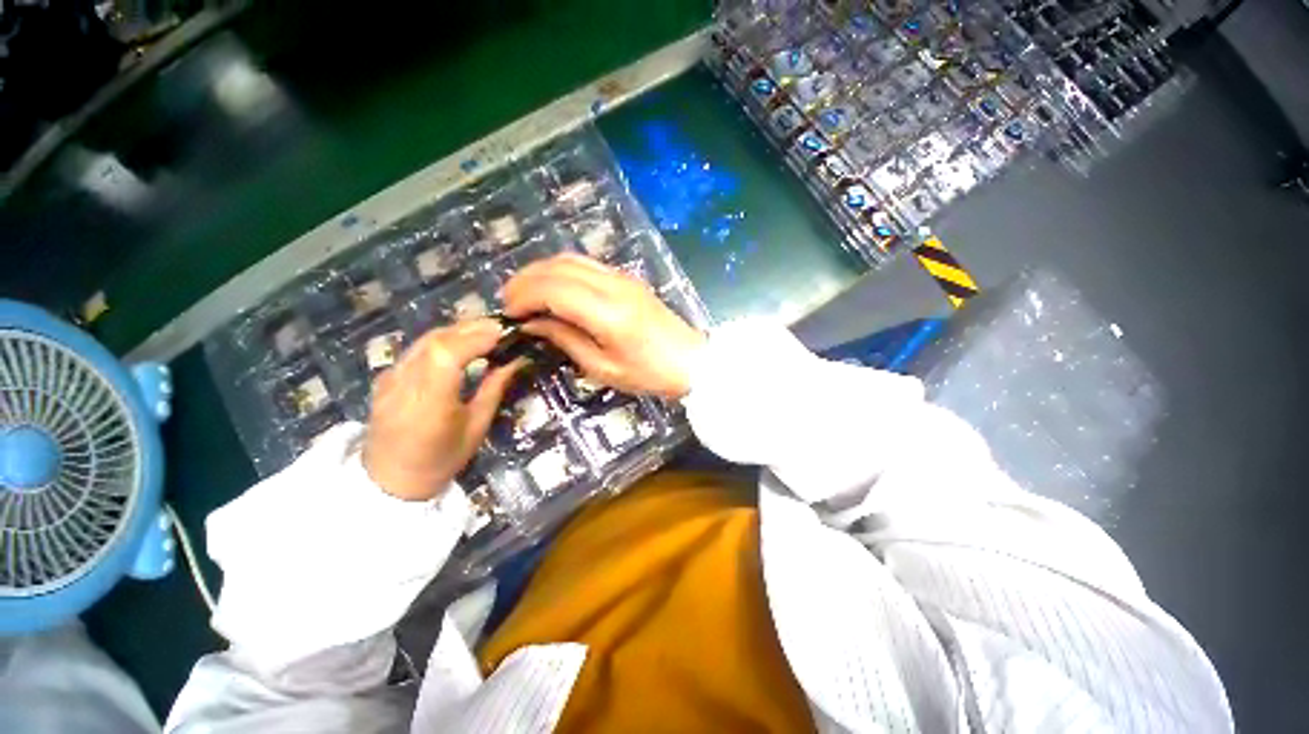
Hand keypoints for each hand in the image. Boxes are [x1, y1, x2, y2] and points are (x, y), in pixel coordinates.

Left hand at [363, 319, 524, 501]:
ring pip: (425, 340)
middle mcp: (404, 383)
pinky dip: (443, 339)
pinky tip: (460, 343)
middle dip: (472, 328)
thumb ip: (494, 389)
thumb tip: (516, 360)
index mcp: (429, 402)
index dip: (476, 338)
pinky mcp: (386, 376)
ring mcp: (391, 377)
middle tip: (501, 327)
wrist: (389, 479)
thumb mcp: (476, 427)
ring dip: (458, 330)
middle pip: (436, 340)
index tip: (504, 332)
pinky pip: (417, 348)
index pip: (446, 354)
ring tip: (485, 330)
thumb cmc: (441, 459)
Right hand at [502, 253, 705, 398]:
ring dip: (541, 272)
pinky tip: (553, 289)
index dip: (523, 296)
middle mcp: (613, 285)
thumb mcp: (602, 368)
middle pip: (557, 267)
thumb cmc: (648, 374)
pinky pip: (586, 264)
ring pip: (570, 259)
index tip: (509, 314)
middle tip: (510, 303)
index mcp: (608, 312)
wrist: (690, 360)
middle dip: (525, 281)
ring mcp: (622, 277)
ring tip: (526, 295)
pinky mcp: (627, 278)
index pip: (553, 288)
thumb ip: (565, 339)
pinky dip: (561, 271)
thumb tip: (533, 322)